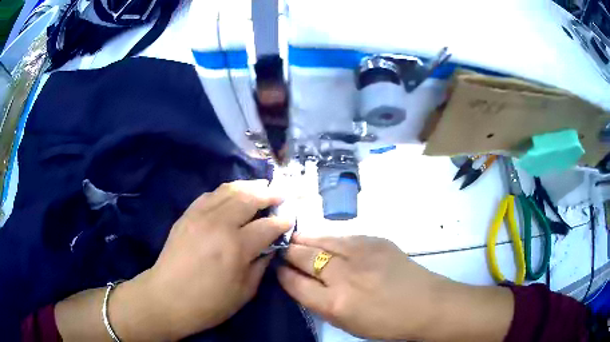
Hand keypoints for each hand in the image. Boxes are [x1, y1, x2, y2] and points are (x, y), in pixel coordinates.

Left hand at [115, 180, 291, 339]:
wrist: (167, 298)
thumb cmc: (209, 303)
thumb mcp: (244, 291)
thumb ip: (261, 265)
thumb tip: (270, 247)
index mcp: (236, 247)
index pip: (267, 226)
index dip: (282, 221)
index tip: (291, 218)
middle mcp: (219, 224)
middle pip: (249, 198)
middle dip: (268, 194)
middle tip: (280, 194)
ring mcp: (200, 216)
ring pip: (229, 190)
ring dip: (248, 186)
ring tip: (260, 186)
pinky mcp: (187, 215)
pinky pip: (210, 195)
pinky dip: (226, 191)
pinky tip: (232, 194)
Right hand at [278, 235, 513, 340]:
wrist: (426, 304)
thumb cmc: (386, 323)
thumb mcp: (347, 323)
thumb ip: (321, 303)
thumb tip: (303, 283)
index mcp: (334, 304)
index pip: (295, 283)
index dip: (282, 274)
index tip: (277, 268)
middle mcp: (343, 276)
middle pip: (304, 257)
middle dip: (289, 253)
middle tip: (281, 249)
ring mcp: (361, 255)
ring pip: (322, 241)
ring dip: (305, 240)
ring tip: (294, 238)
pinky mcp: (376, 242)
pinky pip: (344, 237)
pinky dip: (329, 238)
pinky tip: (323, 238)